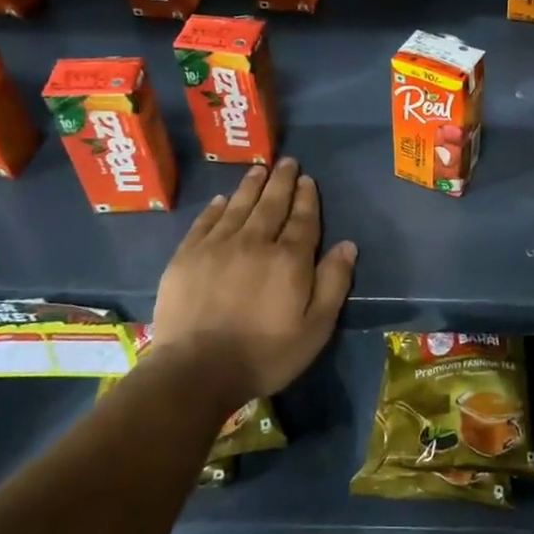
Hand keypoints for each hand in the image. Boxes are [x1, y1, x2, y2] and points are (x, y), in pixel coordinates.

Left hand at [150, 159, 356, 401]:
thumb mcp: (315, 328)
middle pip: (271, 204)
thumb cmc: (265, 354)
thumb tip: (347, 245)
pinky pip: (205, 222)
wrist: (196, 371)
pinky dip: (217, 207)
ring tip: (259, 169)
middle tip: (287, 162)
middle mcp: (254, 242)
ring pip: (238, 206)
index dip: (307, 198)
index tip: (308, 180)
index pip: (302, 219)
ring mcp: (217, 247)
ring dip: (251, 186)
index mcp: (289, 259)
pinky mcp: (186, 257)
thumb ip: (333, 283)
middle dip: (281, 181)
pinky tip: (223, 199)